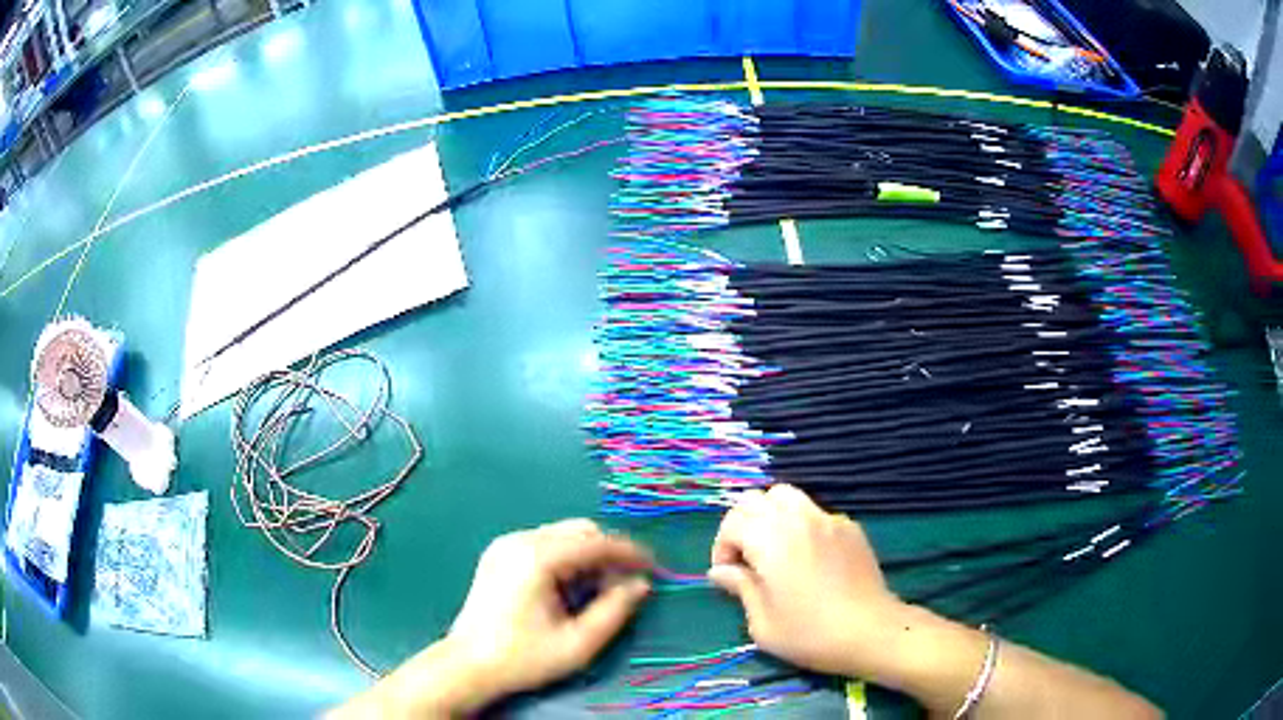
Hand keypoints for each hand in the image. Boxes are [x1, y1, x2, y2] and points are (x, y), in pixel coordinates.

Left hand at [445, 519, 653, 707]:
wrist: (468, 665)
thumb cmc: (524, 657)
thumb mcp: (578, 643)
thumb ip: (615, 610)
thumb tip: (641, 584)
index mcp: (537, 557)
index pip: (596, 542)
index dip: (630, 553)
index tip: (655, 568)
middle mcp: (520, 540)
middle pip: (580, 531)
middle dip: (608, 554)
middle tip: (625, 586)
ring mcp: (506, 544)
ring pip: (563, 535)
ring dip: (588, 556)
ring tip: (598, 591)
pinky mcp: (499, 554)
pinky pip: (545, 543)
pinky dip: (567, 558)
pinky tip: (570, 588)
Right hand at [708, 484, 906, 677]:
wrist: (869, 631)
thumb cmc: (809, 633)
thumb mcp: (762, 623)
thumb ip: (740, 588)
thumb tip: (721, 572)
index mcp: (770, 541)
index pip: (732, 522)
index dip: (722, 546)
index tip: (728, 574)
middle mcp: (797, 520)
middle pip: (756, 499)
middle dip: (741, 524)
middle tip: (745, 557)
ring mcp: (827, 519)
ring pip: (787, 496)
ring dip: (770, 515)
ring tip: (773, 548)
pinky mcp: (849, 526)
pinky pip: (815, 512)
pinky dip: (800, 524)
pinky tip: (808, 556)